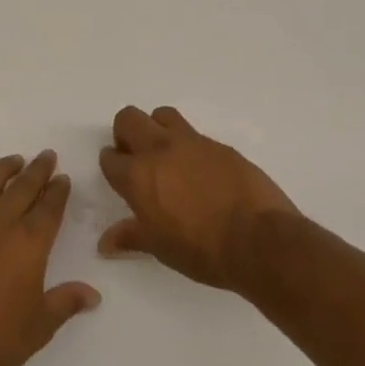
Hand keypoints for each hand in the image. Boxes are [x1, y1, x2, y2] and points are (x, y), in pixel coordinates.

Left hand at [0, 151, 100, 365]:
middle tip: (47, 156)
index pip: (49, 206)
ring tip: (16, 161)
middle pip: (22, 186)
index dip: (58, 190)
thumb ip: (66, 302)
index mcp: (29, 242)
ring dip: (6, 168)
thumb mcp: (40, 325)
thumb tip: (93, 295)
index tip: (63, 177)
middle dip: (38, 169)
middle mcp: (0, 224)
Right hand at [97, 106, 299, 290]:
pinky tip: (201, 171)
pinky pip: (195, 134)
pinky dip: (189, 146)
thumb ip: (131, 237)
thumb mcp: (161, 248)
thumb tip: (105, 243)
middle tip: (137, 159)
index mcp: (138, 176)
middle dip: (126, 134)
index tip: (120, 179)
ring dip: (157, 129)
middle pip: (128, 119)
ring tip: (167, 157)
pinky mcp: (220, 145)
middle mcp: (160, 150)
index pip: (110, 158)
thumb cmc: (201, 250)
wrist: (259, 240)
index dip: (112, 166)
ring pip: (162, 115)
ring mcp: (192, 143)